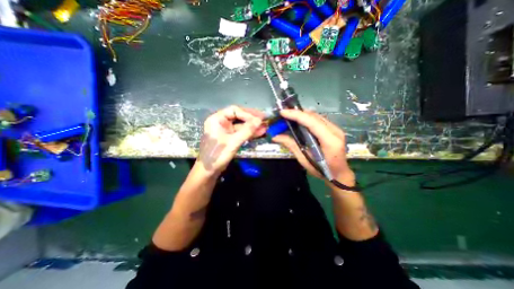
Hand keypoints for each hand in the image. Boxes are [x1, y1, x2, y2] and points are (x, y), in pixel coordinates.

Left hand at [195, 105, 262, 173]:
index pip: (235, 111)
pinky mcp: (230, 138)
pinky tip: (259, 133)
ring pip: (241, 125)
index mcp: (217, 119)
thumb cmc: (217, 155)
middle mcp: (221, 122)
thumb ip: (247, 130)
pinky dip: (249, 133)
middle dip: (252, 119)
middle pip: (239, 116)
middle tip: (265, 119)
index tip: (259, 119)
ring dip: (252, 127)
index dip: (248, 114)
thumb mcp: (233, 142)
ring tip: (265, 127)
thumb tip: (260, 120)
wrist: (208, 171)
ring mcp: (226, 131)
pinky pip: (241, 133)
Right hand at [270, 109, 356, 185]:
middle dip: (297, 113)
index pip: (312, 122)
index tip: (283, 112)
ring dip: (302, 115)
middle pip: (314, 116)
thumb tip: (275, 136)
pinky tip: (299, 122)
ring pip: (316, 116)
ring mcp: (336, 129)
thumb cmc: (322, 170)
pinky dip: (307, 118)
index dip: (296, 115)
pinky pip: (318, 119)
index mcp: (330, 141)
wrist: (339, 174)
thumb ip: (291, 145)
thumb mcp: (304, 160)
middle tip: (283, 115)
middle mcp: (335, 131)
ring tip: (289, 116)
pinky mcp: (334, 129)